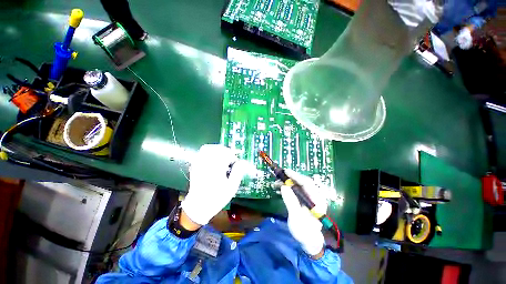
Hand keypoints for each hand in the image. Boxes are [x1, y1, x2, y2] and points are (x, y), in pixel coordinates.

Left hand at [181, 144, 248, 225]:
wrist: (198, 206)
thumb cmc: (217, 198)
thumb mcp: (231, 187)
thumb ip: (238, 173)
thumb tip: (242, 162)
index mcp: (216, 168)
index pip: (226, 154)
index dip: (232, 156)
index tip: (235, 162)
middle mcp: (206, 164)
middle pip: (216, 149)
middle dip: (225, 151)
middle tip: (229, 158)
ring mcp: (199, 164)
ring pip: (207, 149)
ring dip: (217, 150)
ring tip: (222, 156)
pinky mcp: (195, 166)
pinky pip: (201, 153)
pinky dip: (209, 152)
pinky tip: (213, 159)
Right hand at [280, 169, 328, 256]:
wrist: (309, 240)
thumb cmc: (304, 231)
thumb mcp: (296, 217)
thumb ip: (291, 201)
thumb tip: (284, 186)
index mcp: (317, 200)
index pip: (307, 183)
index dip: (296, 176)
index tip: (286, 172)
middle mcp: (315, 196)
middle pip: (303, 182)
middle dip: (291, 178)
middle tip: (280, 176)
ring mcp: (310, 197)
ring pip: (299, 185)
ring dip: (289, 182)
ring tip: (278, 182)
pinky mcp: (305, 199)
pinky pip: (297, 190)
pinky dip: (289, 187)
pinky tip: (281, 188)